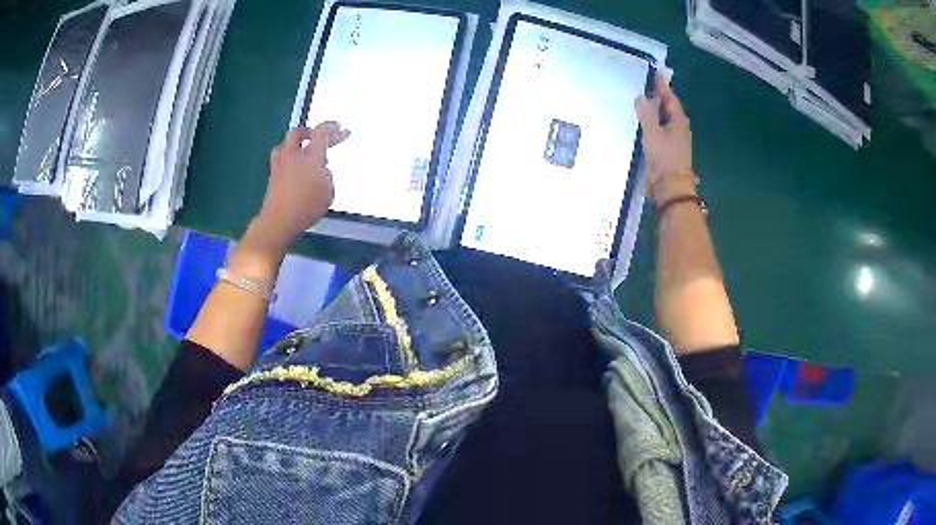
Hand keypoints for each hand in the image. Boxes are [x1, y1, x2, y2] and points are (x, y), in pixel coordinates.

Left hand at [252, 122, 349, 249]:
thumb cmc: (307, 207)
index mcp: (311, 156)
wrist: (279, 219)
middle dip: (310, 131)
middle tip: (319, 137)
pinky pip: (280, 156)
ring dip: (295, 142)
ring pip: (286, 143)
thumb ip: (327, 175)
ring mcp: (280, 163)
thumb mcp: (328, 192)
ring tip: (303, 150)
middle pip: (299, 132)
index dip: (333, 129)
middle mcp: (293, 154)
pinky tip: (292, 165)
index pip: (322, 132)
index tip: (343, 131)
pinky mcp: (272, 174)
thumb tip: (321, 169)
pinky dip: (288, 156)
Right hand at [635, 75, 694, 201]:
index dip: (662, 86)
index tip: (655, 74)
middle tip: (647, 85)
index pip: (670, 98)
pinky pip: (660, 129)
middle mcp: (679, 128)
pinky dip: (653, 122)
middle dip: (659, 97)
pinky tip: (644, 123)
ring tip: (643, 101)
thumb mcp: (652, 133)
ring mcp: (675, 140)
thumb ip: (646, 114)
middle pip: (669, 108)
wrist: (671, 187)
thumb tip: (641, 97)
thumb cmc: (664, 158)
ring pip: (665, 119)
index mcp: (678, 121)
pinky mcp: (668, 150)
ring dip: (656, 110)